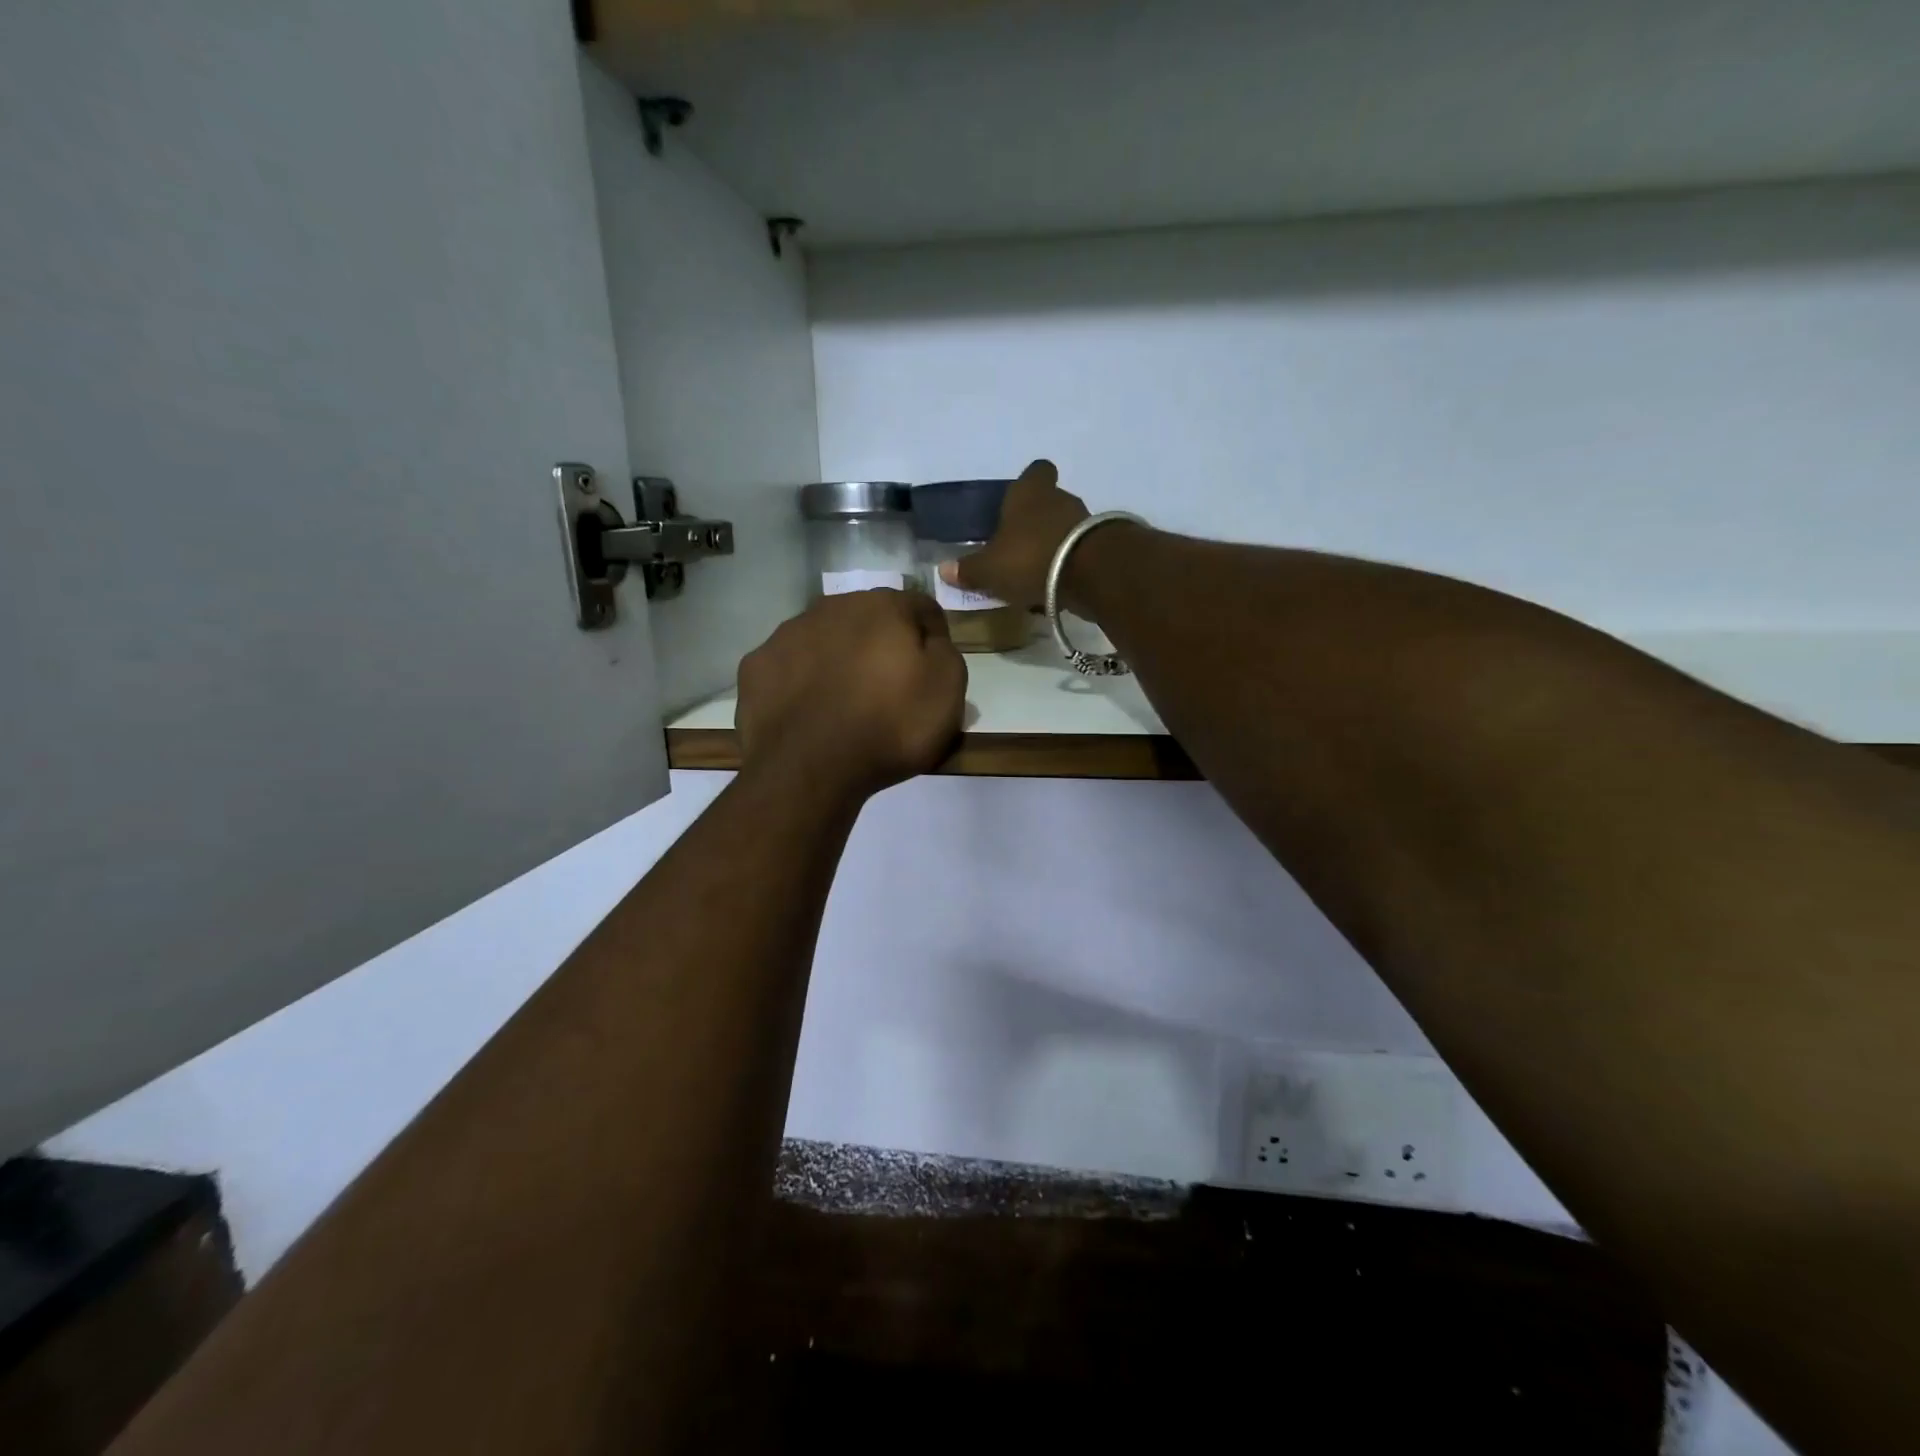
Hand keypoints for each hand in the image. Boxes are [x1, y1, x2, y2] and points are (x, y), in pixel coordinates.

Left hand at [736, 588, 965, 799]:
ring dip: (839, 660)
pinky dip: (802, 682)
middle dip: (881, 645)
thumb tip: (929, 640)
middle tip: (889, 687)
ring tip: (845, 702)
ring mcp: (786, 635)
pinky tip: (809, 712)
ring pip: (824, 639)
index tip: (934, 670)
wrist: (809, 769)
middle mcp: (831, 607)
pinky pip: (790, 668)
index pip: (920, 608)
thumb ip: (945, 652)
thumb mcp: (947, 690)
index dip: (933, 637)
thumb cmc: (889, 726)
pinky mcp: (756, 667)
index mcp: (883, 607)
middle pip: (868, 620)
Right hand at [938, 459, 1088, 608]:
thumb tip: (943, 570)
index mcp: (1028, 492)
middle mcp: (1059, 498)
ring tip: (1035, 571)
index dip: (1028, 483)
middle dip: (1035, 521)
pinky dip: (1068, 564)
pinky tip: (1056, 585)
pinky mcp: (1101, 546)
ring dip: (1052, 544)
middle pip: (1048, 502)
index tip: (1016, 502)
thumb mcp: (989, 569)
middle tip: (1018, 546)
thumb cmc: (1030, 558)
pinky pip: (1079, 551)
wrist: (1091, 574)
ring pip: (1064, 527)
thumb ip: (968, 570)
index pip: (1035, 471)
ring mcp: (1084, 521)